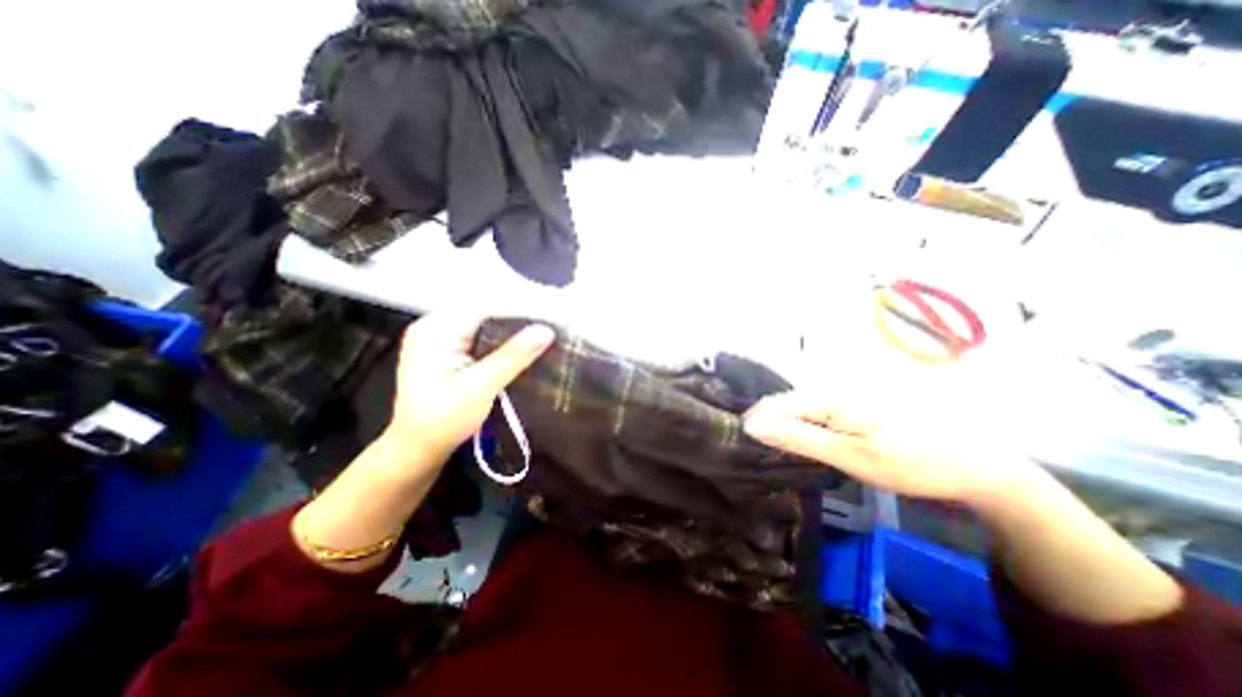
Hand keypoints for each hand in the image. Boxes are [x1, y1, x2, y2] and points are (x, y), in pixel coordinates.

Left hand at [384, 314, 545, 467]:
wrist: (419, 449)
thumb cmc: (444, 420)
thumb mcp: (480, 387)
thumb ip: (513, 356)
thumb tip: (546, 330)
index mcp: (435, 329)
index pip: (485, 305)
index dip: (519, 307)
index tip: (550, 313)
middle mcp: (436, 326)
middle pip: (485, 311)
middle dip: (518, 316)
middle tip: (551, 324)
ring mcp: (442, 338)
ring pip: (486, 323)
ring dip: (513, 328)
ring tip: (543, 332)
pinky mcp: (450, 351)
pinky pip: (482, 336)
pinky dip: (503, 340)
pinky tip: (523, 345)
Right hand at [741, 390, 1039, 509]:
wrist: (976, 465)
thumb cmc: (910, 462)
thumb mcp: (849, 455)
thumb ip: (798, 438)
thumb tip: (752, 424)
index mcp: (827, 397)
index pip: (772, 404)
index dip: (755, 425)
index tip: (749, 449)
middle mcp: (831, 388)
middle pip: (784, 405)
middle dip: (770, 427)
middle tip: (769, 458)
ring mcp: (845, 395)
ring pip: (800, 409)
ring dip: (788, 430)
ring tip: (786, 455)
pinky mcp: (855, 405)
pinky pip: (817, 413)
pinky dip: (807, 429)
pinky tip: (812, 446)